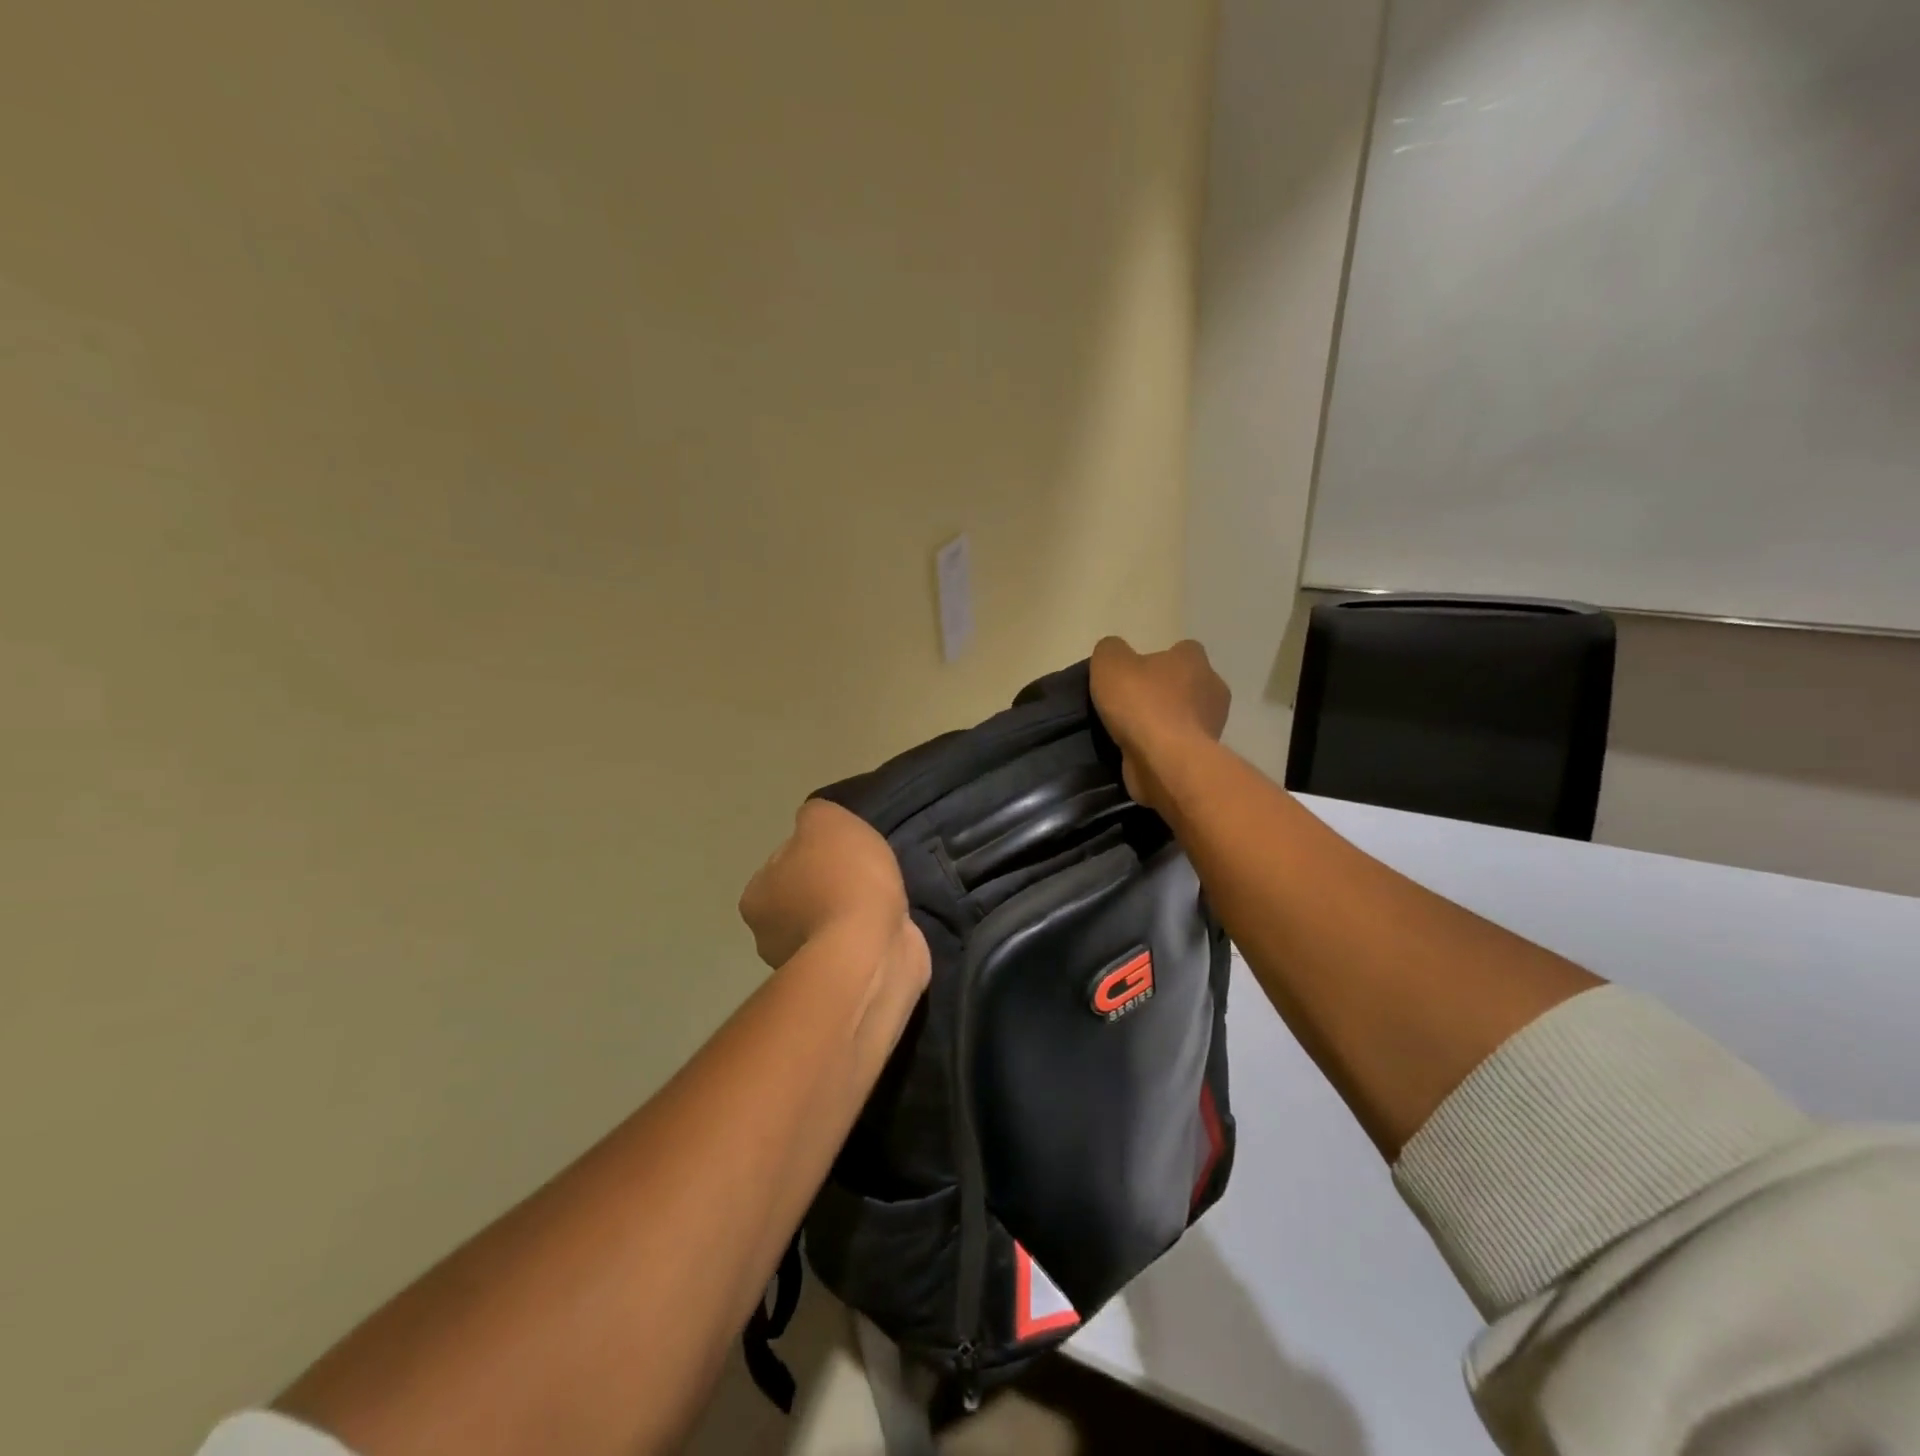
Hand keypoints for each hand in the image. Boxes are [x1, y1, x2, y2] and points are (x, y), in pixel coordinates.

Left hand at [739, 799, 926, 982]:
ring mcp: (805, 966)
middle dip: (832, 887)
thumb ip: (816, 816)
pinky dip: (869, 938)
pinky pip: (854, 950)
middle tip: (865, 875)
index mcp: (756, 897)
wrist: (871, 949)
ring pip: (830, 925)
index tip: (844, 851)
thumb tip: (816, 828)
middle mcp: (770, 936)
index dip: (815, 851)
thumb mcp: (826, 820)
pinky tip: (890, 926)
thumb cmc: (842, 879)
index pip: (783, 862)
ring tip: (885, 901)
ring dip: (852, 915)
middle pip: (805, 897)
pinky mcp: (841, 983)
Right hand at [1089, 637, 1230, 811]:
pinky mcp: (1203, 756)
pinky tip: (1141, 752)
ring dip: (1166, 722)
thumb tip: (1115, 653)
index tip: (1137, 673)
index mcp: (1194, 660)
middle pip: (1188, 684)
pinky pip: (1181, 745)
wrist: (1165, 762)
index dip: (1161, 659)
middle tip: (1132, 703)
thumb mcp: (1110, 664)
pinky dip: (1165, 747)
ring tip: (1133, 731)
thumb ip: (1111, 651)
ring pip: (1186, 716)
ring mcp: (1212, 725)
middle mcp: (1212, 688)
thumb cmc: (1142, 704)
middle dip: (1166, 692)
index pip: (1183, 650)